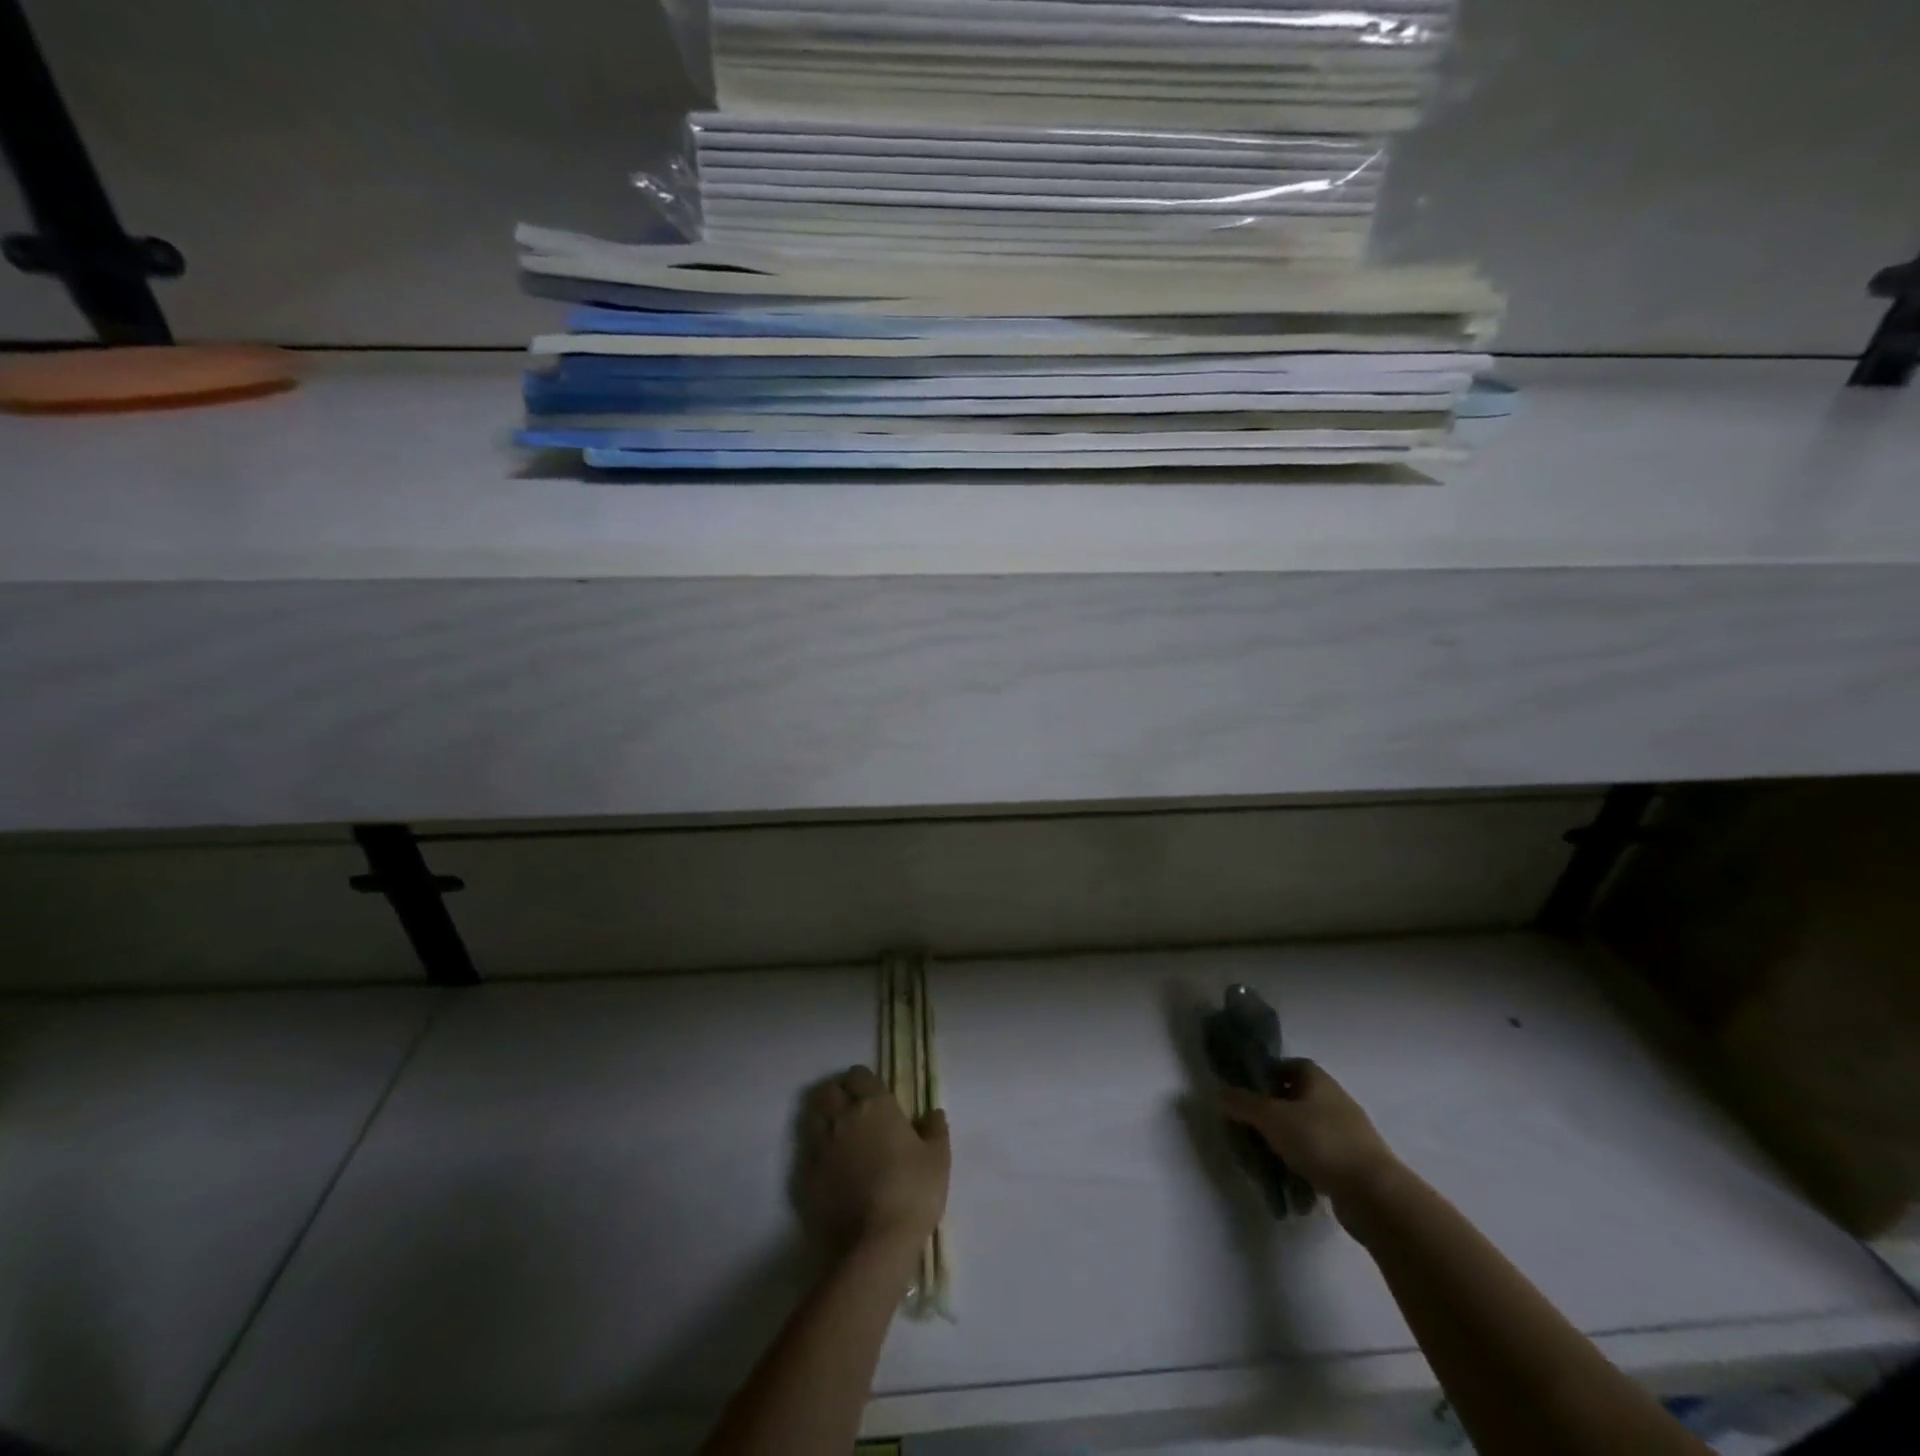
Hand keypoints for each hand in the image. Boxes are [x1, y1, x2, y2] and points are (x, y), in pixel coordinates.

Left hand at [795, 1066, 949, 1251]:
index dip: (863, 1081)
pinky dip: (814, 1152)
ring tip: (835, 1134)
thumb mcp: (938, 1159)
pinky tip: (828, 1167)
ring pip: (812, 1117)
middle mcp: (843, 1117)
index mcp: (875, 1105)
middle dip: (836, 1094)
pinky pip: (806, 1152)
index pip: (858, 1074)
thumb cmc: (913, 1191)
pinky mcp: (807, 1176)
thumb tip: (933, 1112)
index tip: (872, 1094)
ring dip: (821, 1119)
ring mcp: (821, 1146)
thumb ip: (935, 1129)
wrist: (876, 1243)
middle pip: (828, 1091)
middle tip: (850, 1110)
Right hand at [1220, 1059, 1397, 1209]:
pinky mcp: (1354, 1164)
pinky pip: (1320, 1156)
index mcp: (1318, 1080)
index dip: (1267, 1074)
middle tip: (1251, 1127)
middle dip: (1272, 1112)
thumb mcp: (1271, 1118)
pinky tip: (1290, 1179)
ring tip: (1266, 1158)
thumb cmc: (1320, 1142)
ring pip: (1306, 1129)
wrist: (1375, 1195)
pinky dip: (1304, 1164)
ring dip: (1287, 1141)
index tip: (1247, 1092)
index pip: (1289, 1065)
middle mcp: (1335, 1100)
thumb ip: (1243, 1103)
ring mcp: (1348, 1133)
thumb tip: (1221, 1092)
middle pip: (1296, 1098)